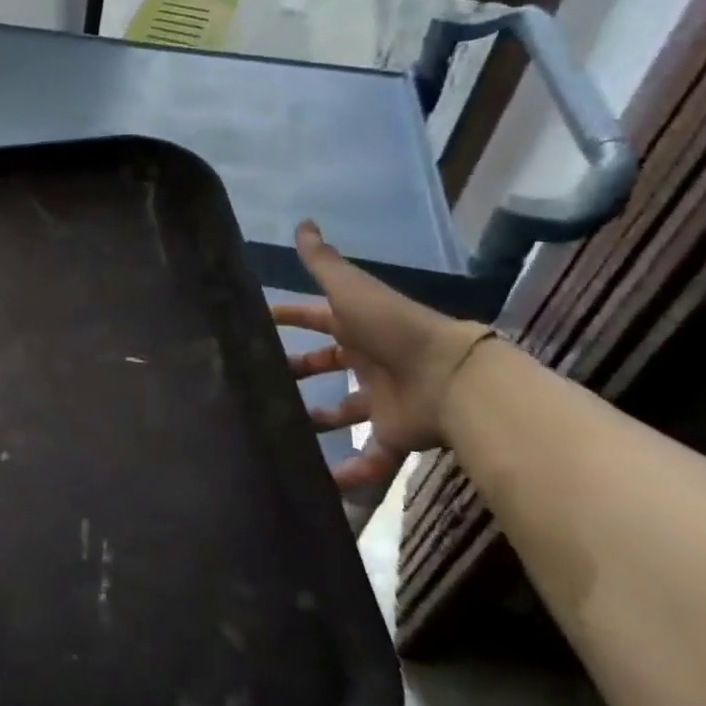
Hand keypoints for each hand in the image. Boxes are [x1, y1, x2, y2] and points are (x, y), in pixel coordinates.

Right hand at [272, 220, 489, 494]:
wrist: (450, 377)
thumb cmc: (391, 328)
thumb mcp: (350, 289)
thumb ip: (322, 261)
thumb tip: (302, 222)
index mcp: (356, 327)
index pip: (314, 318)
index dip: (287, 318)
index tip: (255, 323)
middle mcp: (367, 361)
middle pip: (324, 366)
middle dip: (295, 373)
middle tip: (260, 383)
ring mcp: (380, 399)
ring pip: (341, 413)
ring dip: (315, 422)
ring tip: (280, 431)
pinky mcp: (393, 434)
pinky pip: (369, 458)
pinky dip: (349, 474)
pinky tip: (320, 483)